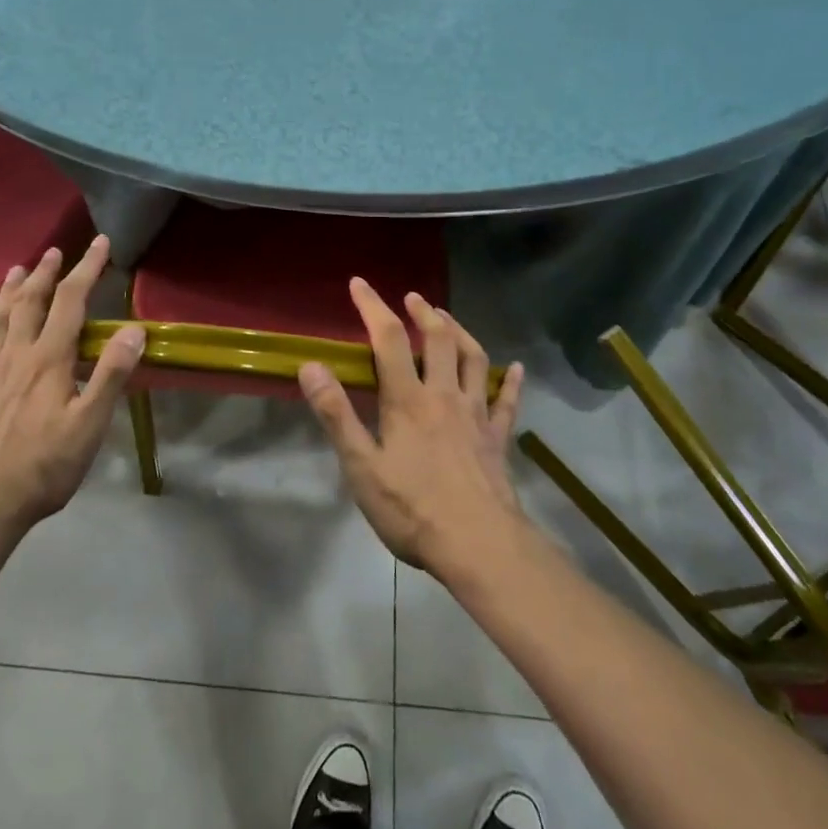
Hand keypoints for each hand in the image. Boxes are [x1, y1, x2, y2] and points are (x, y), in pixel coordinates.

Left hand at [0, 236, 144, 531]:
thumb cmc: (47, 465)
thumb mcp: (90, 424)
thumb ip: (110, 375)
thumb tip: (133, 330)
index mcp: (49, 359)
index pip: (71, 302)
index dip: (87, 269)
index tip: (100, 243)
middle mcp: (18, 355)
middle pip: (32, 302)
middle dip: (47, 274)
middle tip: (55, 251)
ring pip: (0, 317)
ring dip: (11, 289)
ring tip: (19, 268)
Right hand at [298, 280, 526, 576]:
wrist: (479, 545)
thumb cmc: (412, 508)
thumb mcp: (361, 466)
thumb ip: (336, 414)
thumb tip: (311, 366)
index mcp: (408, 399)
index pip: (389, 339)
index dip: (373, 307)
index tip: (359, 284)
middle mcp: (444, 395)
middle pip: (438, 340)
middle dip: (423, 312)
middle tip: (412, 297)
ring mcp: (476, 415)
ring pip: (474, 359)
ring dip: (461, 332)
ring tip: (448, 318)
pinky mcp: (497, 438)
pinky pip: (507, 401)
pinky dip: (511, 382)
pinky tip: (516, 369)